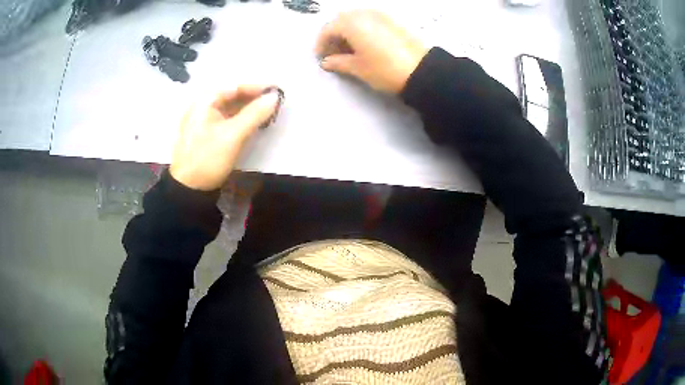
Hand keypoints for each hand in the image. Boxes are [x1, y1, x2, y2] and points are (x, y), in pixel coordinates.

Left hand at [170, 86, 281, 190]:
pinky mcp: (205, 134)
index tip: (276, 91)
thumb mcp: (233, 135)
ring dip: (248, 109)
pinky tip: (252, 124)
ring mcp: (202, 121)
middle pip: (232, 96)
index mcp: (205, 102)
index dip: (256, 87)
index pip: (234, 86)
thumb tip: (275, 97)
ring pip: (229, 108)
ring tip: (267, 113)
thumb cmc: (208, 158)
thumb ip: (255, 114)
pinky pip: (226, 119)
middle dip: (253, 98)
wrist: (187, 189)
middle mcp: (202, 107)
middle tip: (274, 103)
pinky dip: (240, 119)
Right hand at [315, 10, 427, 93]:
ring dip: (348, 30)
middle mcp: (363, 14)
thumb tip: (326, 62)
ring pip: (356, 18)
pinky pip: (370, 19)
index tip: (321, 57)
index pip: (328, 29)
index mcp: (351, 23)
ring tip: (349, 49)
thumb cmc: (384, 69)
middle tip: (334, 52)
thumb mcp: (358, 68)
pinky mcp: (392, 20)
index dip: (321, 43)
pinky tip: (365, 43)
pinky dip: (362, 28)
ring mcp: (380, 15)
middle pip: (341, 20)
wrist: (421, 70)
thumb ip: (338, 62)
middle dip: (334, 35)